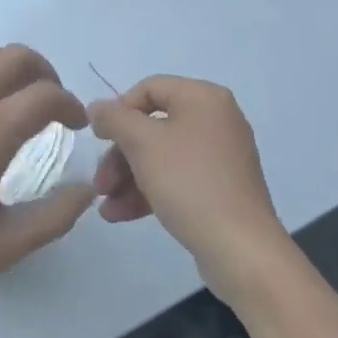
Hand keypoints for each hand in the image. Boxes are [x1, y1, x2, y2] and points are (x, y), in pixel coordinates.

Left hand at [0, 43, 93, 311]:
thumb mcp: (0, 247)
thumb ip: (52, 218)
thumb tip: (86, 190)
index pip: (47, 94)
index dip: (70, 104)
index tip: (74, 124)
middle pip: (18, 56)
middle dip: (45, 74)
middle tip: (48, 104)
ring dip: (6, 68)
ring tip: (8, 100)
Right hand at [89, 75, 294, 305]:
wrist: (240, 248)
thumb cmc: (189, 182)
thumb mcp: (142, 143)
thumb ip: (114, 118)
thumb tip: (97, 107)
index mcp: (203, 98)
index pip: (149, 88)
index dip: (118, 111)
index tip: (99, 139)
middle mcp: (216, 119)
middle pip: (152, 126)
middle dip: (119, 155)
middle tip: (99, 183)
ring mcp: (220, 156)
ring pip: (161, 156)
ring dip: (128, 178)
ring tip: (105, 206)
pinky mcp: (220, 188)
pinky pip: (177, 178)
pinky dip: (149, 191)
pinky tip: (120, 214)